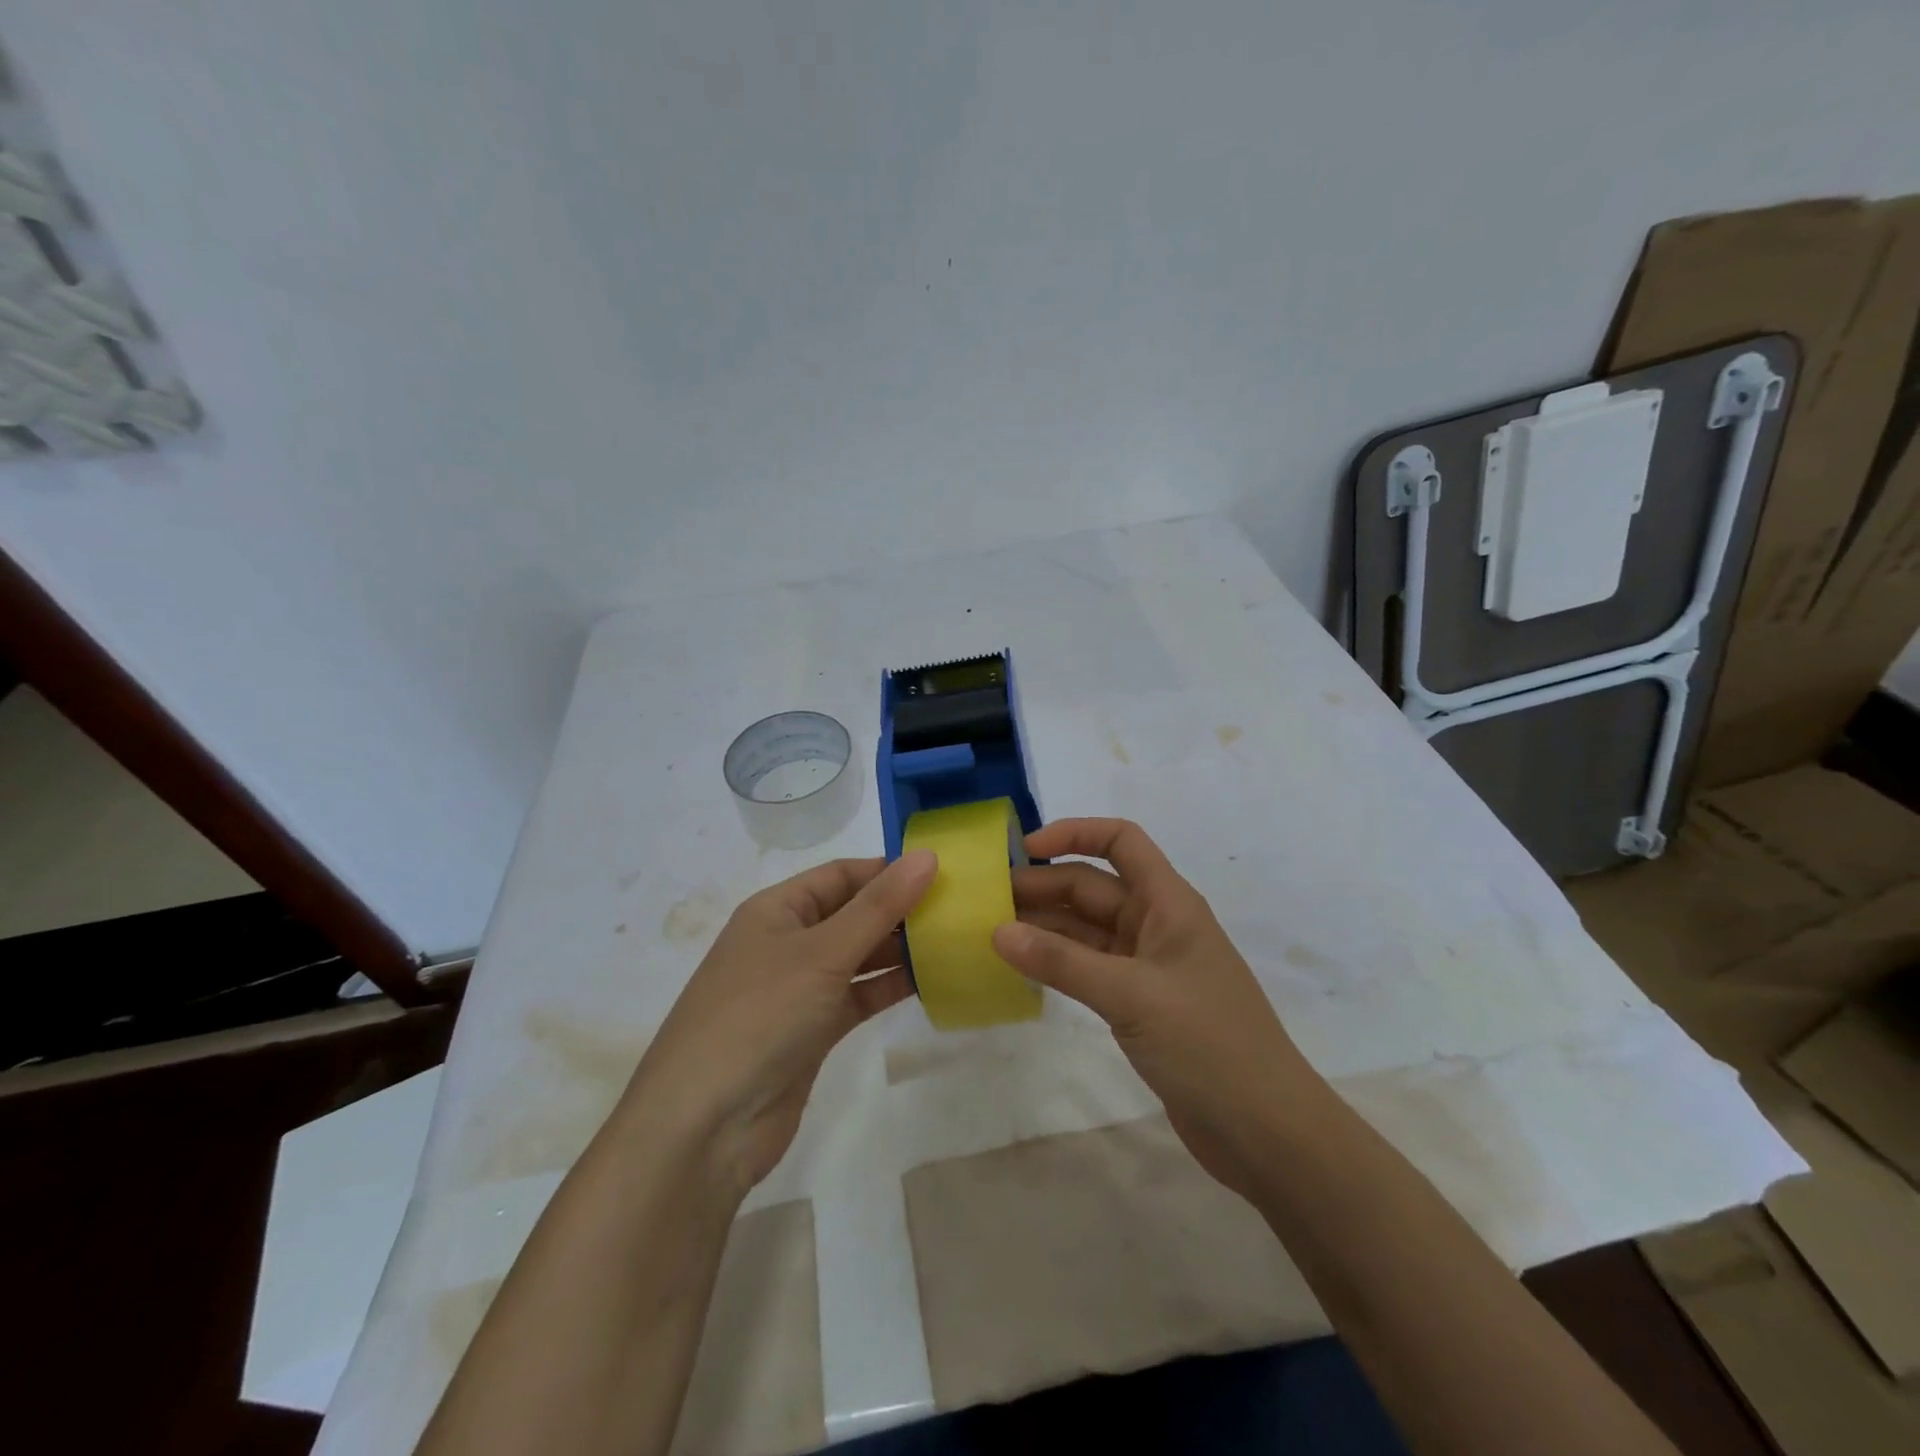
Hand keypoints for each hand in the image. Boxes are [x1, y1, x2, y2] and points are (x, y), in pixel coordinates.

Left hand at [621, 851, 936, 1199]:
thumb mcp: (822, 953)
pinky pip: (858, 996)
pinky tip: (931, 981)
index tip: (943, 871)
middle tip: (959, 908)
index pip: (841, 875)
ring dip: (899, 949)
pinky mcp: (812, 1031)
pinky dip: (889, 987)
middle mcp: (787, 942)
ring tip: (954, 940)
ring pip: (858, 956)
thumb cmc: (759, 1016)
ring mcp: (799, 989)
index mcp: (777, 910)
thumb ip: (878, 907)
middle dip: (899, 909)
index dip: (888, 870)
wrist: (703, 1128)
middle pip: (852, 913)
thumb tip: (927, 855)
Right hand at [994, 819, 1326, 1200]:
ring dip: (1045, 927)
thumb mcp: (1131, 995)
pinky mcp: (1141, 1004)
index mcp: (1169, 903)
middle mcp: (1158, 925)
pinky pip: (1090, 967)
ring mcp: (1149, 966)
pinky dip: (1058, 964)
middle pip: (1094, 887)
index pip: (1121, 841)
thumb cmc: (1208, 1045)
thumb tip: (997, 931)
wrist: (1266, 1131)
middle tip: (987, 902)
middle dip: (1044, 887)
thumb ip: (1062, 961)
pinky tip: (1023, 970)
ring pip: (1087, 929)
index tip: (1025, 850)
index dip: (1074, 834)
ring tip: (992, 934)